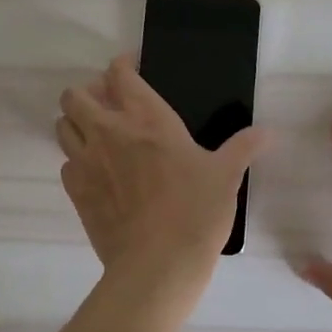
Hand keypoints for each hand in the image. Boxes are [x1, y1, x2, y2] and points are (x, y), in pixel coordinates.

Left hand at [56, 55, 270, 318]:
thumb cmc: (195, 212)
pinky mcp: (75, 191)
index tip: (132, 67)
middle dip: (88, 93)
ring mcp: (87, 161)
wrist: (157, 266)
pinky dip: (76, 161)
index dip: (122, 65)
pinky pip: (65, 163)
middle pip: (76, 95)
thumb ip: (243, 148)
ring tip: (97, 135)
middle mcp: (109, 131)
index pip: (120, 74)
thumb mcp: (226, 176)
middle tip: (109, 105)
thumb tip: (268, 132)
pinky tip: (96, 173)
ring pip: (62, 125)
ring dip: (76, 123)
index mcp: (147, 118)